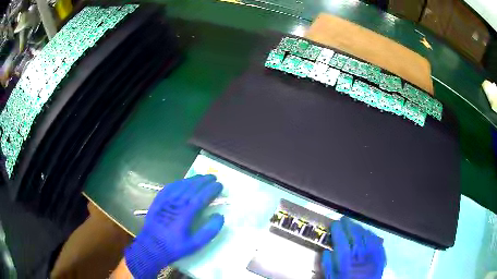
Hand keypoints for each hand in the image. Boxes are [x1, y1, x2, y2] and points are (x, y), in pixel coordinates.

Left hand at [124, 175, 223, 277]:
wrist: (151, 247)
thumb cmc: (174, 247)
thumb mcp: (194, 245)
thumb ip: (208, 231)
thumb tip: (219, 216)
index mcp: (185, 214)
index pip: (201, 197)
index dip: (211, 190)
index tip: (220, 185)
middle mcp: (175, 204)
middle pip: (191, 188)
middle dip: (203, 181)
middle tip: (213, 177)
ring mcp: (165, 201)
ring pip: (180, 185)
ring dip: (192, 180)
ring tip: (201, 177)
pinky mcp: (158, 201)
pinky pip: (169, 187)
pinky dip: (177, 182)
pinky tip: (182, 181)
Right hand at [321, 217, 385, 278]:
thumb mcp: (333, 278)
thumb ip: (328, 266)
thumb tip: (326, 252)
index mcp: (347, 263)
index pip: (341, 241)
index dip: (338, 230)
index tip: (334, 223)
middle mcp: (361, 257)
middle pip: (355, 236)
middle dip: (349, 225)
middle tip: (343, 219)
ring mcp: (373, 256)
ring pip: (367, 236)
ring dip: (360, 228)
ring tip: (354, 224)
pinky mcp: (381, 257)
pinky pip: (377, 241)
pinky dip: (371, 235)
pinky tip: (367, 232)